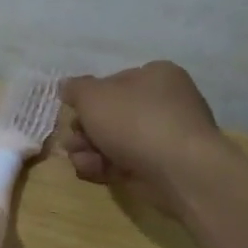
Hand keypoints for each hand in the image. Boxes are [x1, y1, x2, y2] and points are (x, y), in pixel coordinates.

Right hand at [59, 61, 232, 213]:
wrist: (180, 171)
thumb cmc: (135, 121)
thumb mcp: (92, 96)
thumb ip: (75, 89)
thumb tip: (68, 87)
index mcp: (157, 76)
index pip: (114, 82)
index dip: (89, 98)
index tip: (74, 112)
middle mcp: (165, 103)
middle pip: (112, 115)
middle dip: (85, 130)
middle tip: (74, 141)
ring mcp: (166, 137)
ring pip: (115, 141)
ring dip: (90, 150)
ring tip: (82, 160)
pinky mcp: (163, 168)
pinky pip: (127, 163)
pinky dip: (106, 167)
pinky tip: (93, 172)